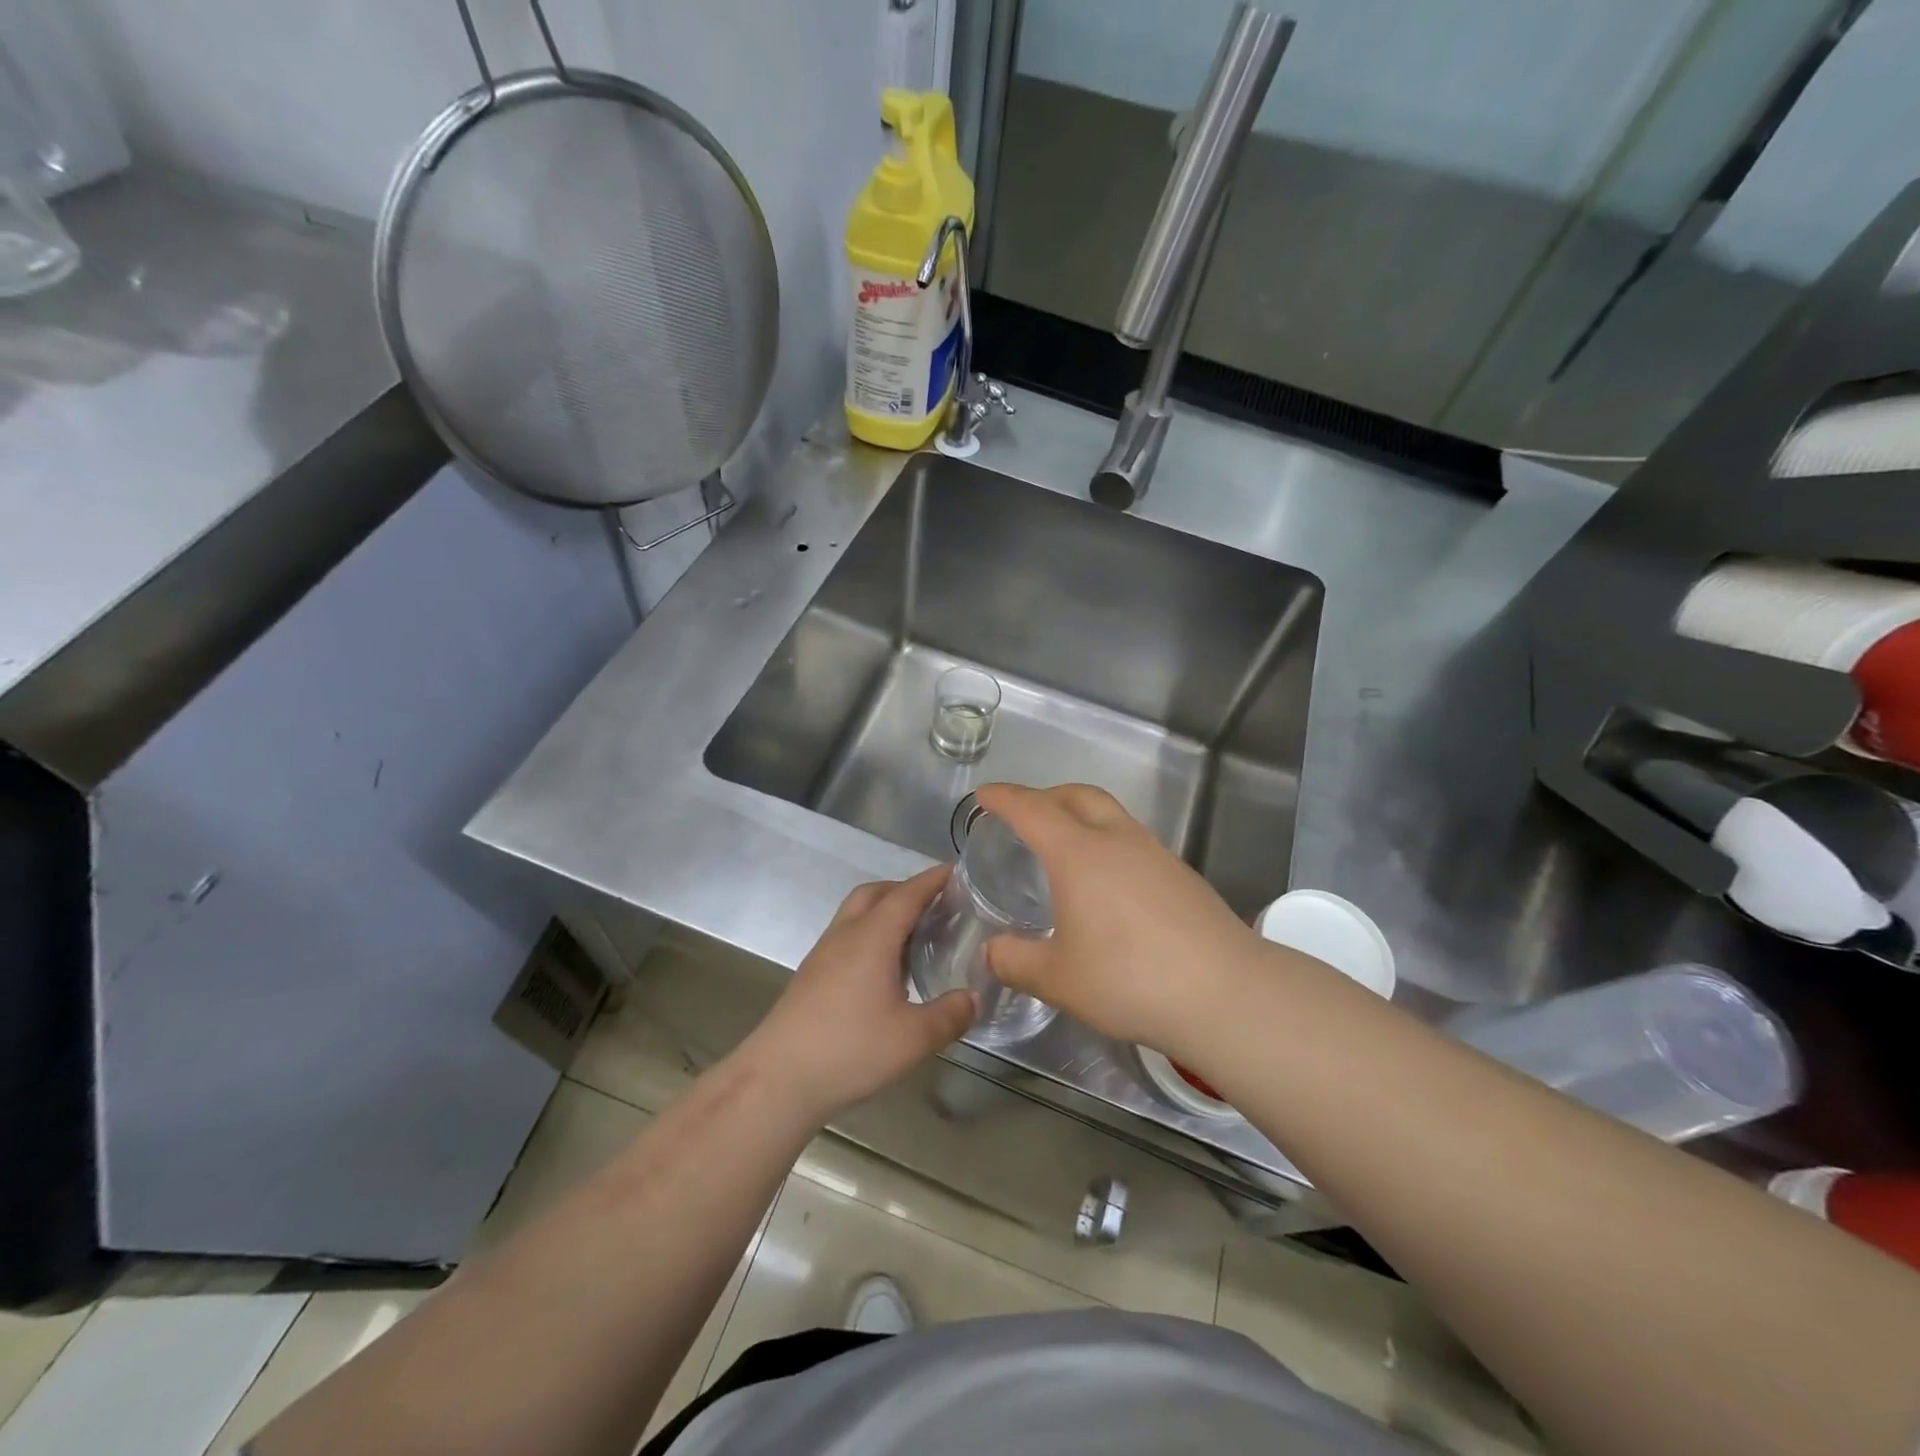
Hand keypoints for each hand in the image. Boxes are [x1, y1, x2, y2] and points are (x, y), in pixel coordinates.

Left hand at [739, 867, 976, 1124]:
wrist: (778, 1078)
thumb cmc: (849, 1049)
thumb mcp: (913, 1038)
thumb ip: (950, 1015)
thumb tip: (974, 998)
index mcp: (873, 936)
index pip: (908, 893)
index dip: (933, 879)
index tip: (957, 871)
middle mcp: (846, 934)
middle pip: (876, 893)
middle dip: (906, 889)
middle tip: (937, 904)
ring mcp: (824, 953)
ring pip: (856, 913)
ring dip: (885, 911)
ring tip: (914, 935)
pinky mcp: (811, 974)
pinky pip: (846, 936)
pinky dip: (870, 935)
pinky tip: (884, 969)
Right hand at [978, 783, 1261, 1060]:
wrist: (1225, 993)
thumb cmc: (1129, 979)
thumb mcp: (1058, 978)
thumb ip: (1016, 961)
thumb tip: (993, 951)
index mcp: (1079, 854)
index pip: (1032, 809)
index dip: (1004, 798)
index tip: (984, 795)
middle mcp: (1118, 840)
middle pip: (1078, 796)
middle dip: (1046, 796)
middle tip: (1025, 815)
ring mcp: (1156, 853)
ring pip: (1111, 815)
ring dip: (1081, 816)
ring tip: (1065, 848)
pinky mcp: (1182, 874)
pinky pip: (1133, 841)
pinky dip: (1108, 843)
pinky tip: (1108, 883)